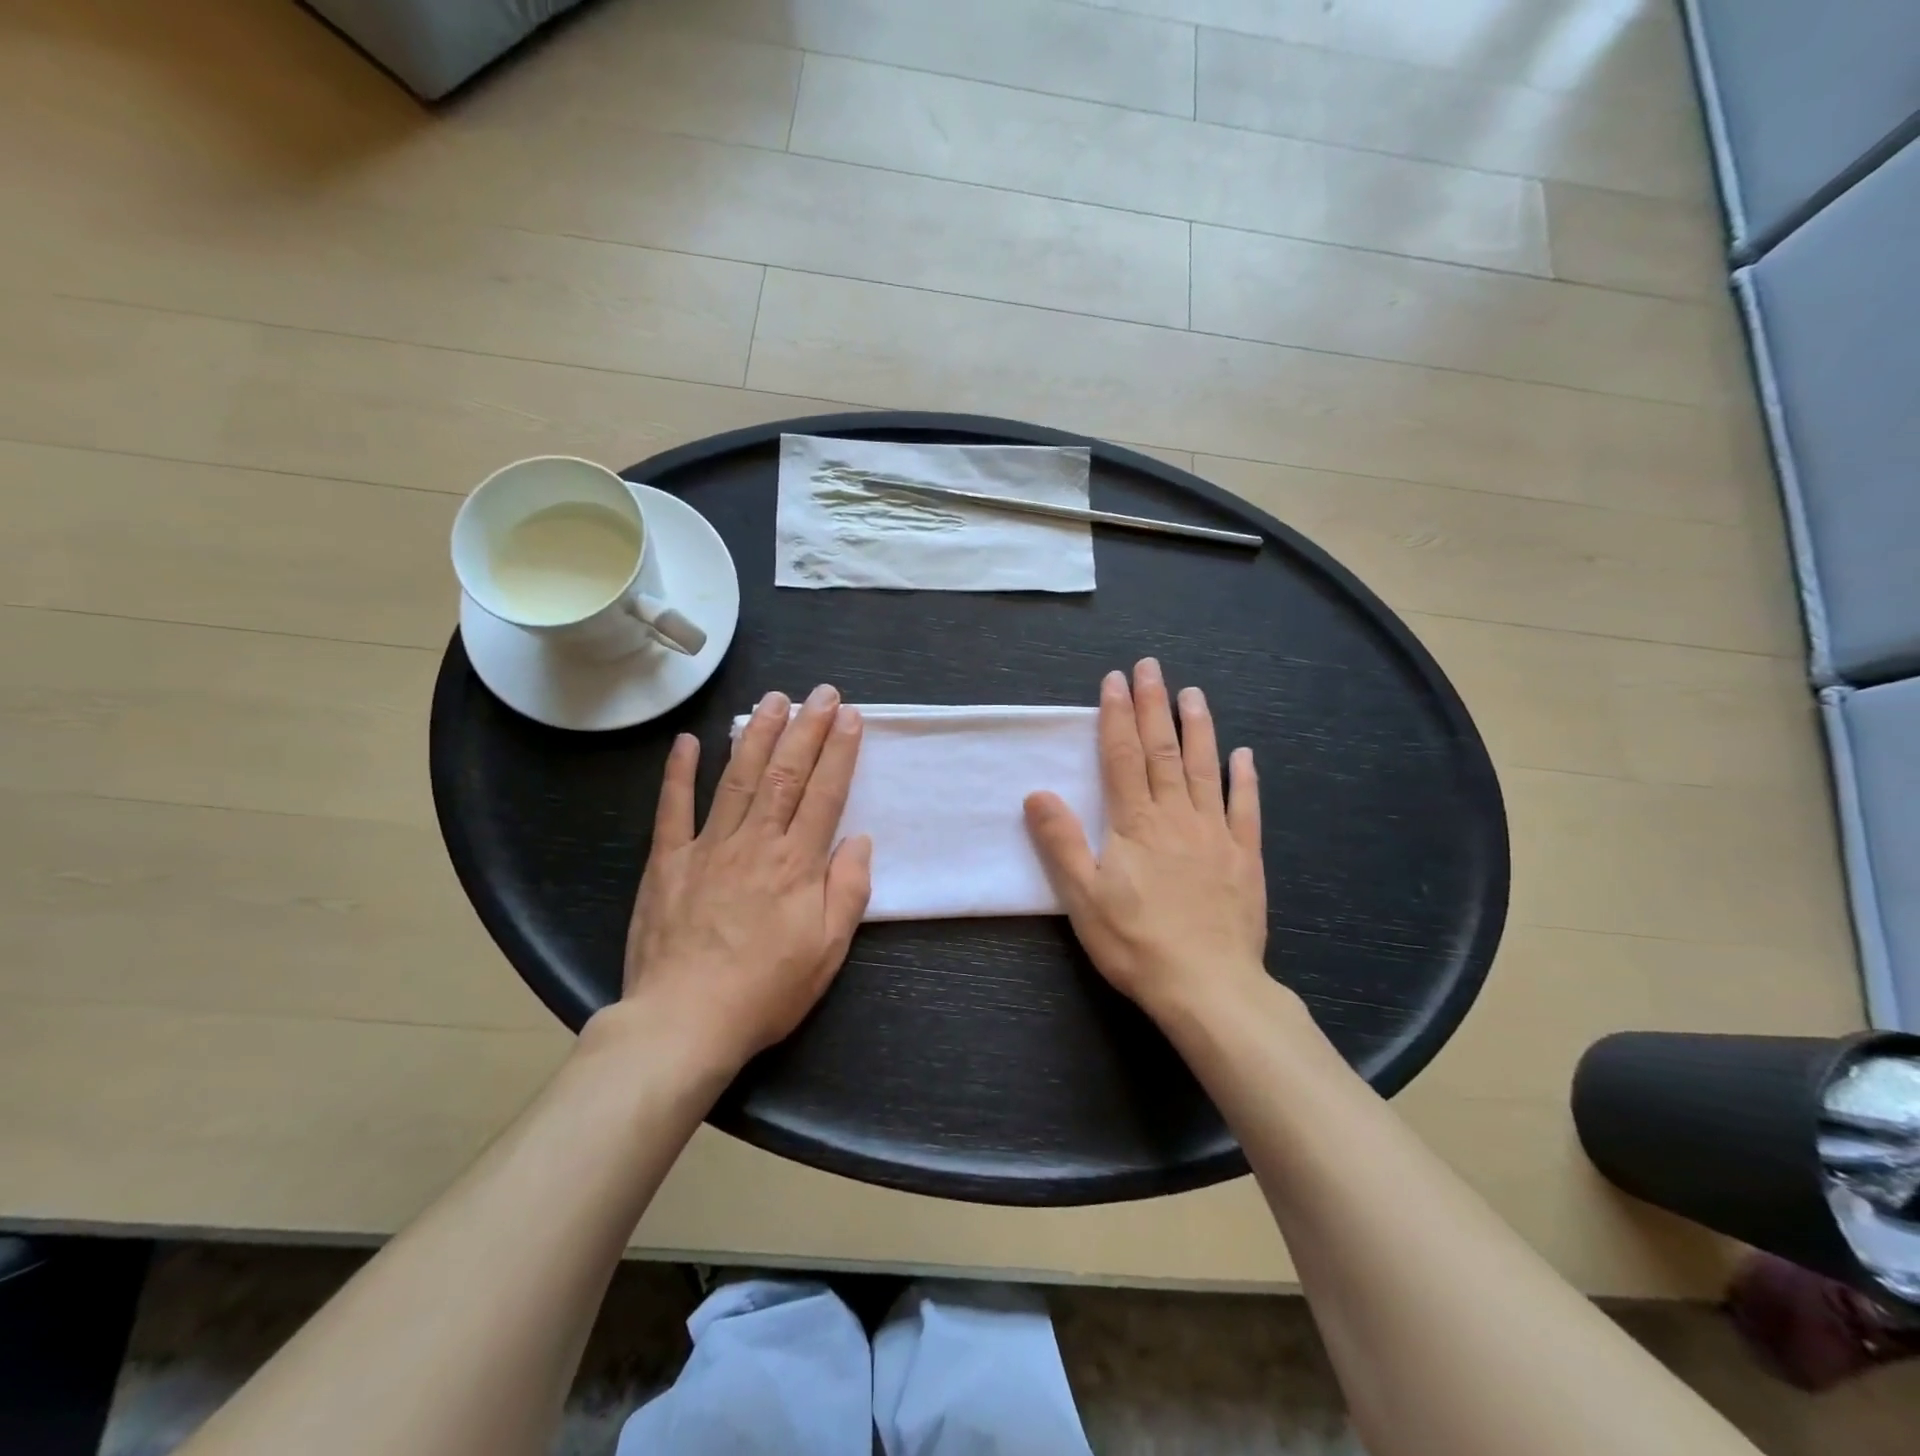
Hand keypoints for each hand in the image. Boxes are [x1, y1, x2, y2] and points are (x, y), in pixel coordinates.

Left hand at [598, 684, 872, 1076]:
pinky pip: (673, 809)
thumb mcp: (827, 951)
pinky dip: (680, 773)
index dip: (840, 752)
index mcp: (797, 863)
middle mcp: (755, 842)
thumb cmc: (766, 990)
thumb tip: (860, 840)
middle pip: (785, 774)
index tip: (851, 717)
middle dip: (806, 729)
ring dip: (757, 735)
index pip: (825, 793)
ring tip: (773, 700)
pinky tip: (690, 741)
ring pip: (738, 778)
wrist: (684, 1021)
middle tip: (821, 693)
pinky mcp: (668, 862)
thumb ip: (848, 891)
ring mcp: (708, 847)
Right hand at [1024, 659, 1267, 1023]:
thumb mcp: (1084, 897)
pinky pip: (1245, 808)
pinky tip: (1243, 755)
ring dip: (1197, 728)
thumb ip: (1061, 842)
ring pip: (1204, 768)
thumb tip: (1037, 794)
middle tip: (1151, 667)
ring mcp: (1215, 833)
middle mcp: (1176, 816)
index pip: (1122, 756)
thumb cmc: (1136, 943)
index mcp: (1135, 823)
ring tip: (1193, 693)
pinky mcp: (1244, 856)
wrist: (1208, 987)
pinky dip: (1244, 778)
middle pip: (1162, 751)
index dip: (1117, 716)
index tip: (1114, 681)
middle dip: (1154, 706)